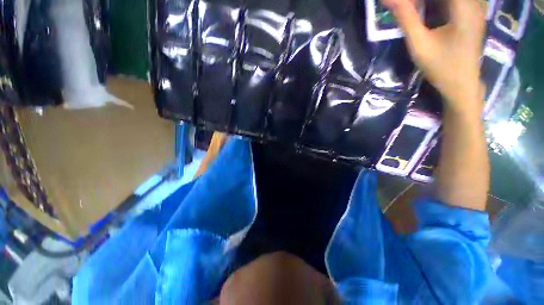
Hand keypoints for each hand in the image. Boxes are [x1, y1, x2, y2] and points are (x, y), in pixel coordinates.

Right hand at [382, 0, 485, 114]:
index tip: (402, 3)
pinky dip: (436, 4)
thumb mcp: (419, 44)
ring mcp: (474, 7)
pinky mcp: (472, 13)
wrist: (461, 84)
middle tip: (405, 7)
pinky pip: (453, 1)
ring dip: (428, 2)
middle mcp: (473, 2)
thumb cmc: (441, 67)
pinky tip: (426, 10)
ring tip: (412, 9)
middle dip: (420, 0)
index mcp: (463, 6)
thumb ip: (406, 18)